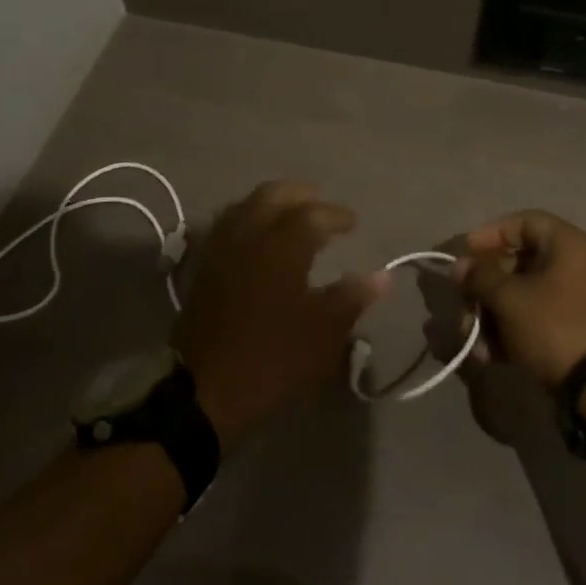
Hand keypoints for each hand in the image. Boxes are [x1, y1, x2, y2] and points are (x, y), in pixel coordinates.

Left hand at [173, 181, 384, 448]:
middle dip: (301, 194)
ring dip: (272, 203)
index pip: (313, 214)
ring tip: (291, 215)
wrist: (206, 389)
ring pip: (246, 204)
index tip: (353, 222)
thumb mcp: (324, 334)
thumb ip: (352, 298)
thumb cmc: (273, 359)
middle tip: (322, 205)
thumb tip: (381, 276)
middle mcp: (249, 235)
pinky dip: (248, 218)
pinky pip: (228, 224)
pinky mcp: (203, 265)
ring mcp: (221, 248)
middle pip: (274, 195)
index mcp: (282, 246)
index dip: (336, 214)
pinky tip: (258, 236)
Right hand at [456, 210, 585, 387]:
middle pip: (518, 263)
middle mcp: (575, 265)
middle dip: (485, 286)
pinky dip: (510, 332)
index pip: (523, 222)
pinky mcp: (573, 331)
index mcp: (567, 244)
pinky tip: (488, 355)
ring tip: (471, 338)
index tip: (467, 254)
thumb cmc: (552, 326)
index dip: (490, 234)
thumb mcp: (509, 298)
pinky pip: (534, 319)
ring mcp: (576, 300)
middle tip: (464, 303)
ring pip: (522, 295)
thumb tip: (461, 266)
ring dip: (491, 314)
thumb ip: (480, 276)